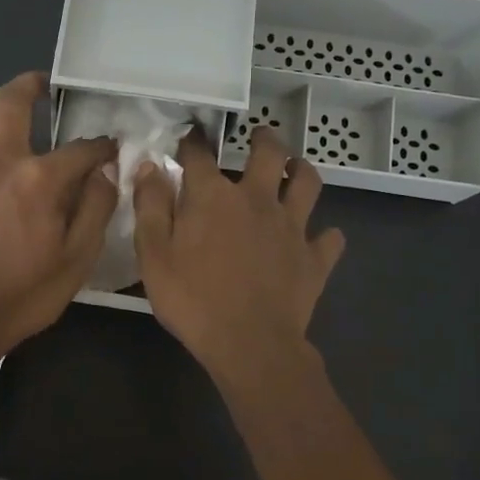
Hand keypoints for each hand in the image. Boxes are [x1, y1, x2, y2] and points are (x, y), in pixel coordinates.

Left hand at [0, 72, 118, 354]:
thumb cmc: (27, 292)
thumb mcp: (79, 257)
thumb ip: (96, 208)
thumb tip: (105, 172)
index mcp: (40, 179)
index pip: (80, 148)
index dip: (100, 146)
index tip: (109, 148)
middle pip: (11, 102)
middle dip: (31, 86)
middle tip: (42, 86)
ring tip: (3, 115)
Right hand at [133, 125, 344, 380]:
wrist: (248, 343)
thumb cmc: (192, 299)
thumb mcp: (153, 254)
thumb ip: (150, 206)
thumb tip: (150, 165)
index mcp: (213, 197)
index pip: (200, 154)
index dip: (193, 141)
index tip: (190, 137)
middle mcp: (256, 199)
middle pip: (269, 153)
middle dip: (264, 139)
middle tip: (259, 137)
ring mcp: (291, 227)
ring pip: (308, 183)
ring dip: (301, 171)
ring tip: (294, 170)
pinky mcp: (314, 258)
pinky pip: (329, 239)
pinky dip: (323, 236)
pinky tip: (316, 239)